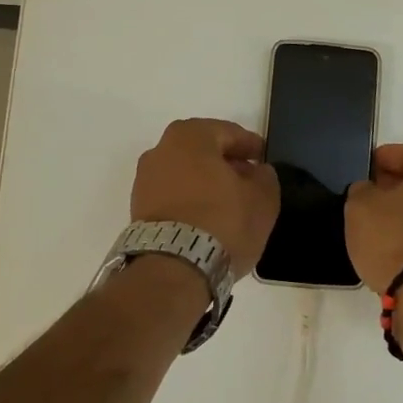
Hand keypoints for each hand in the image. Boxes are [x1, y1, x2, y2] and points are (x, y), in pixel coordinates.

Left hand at [131, 119, 279, 272]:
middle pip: (202, 151)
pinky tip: (207, 218)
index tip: (263, 159)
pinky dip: (190, 200)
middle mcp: (161, 150)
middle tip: (247, 179)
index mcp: (190, 136)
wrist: (173, 269)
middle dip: (225, 163)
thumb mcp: (263, 198)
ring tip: (229, 203)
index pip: (228, 132)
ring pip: (185, 173)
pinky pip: (172, 195)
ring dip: (206, 182)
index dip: (250, 146)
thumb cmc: (223, 222)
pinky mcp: (138, 209)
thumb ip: (265, 177)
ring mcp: (144, 180)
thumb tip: (257, 173)